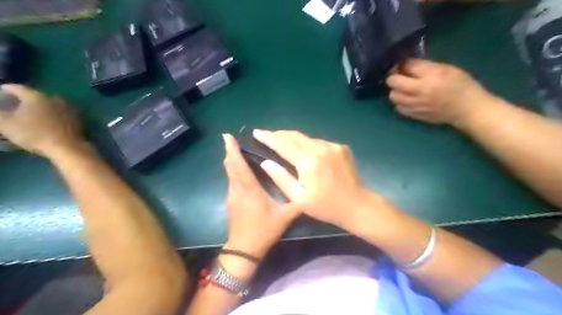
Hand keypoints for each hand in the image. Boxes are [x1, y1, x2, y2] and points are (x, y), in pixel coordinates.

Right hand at [0, 84, 82, 157]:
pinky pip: (62, 113)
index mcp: (36, 96)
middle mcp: (55, 98)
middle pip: (36, 96)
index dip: (6, 90)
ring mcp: (70, 108)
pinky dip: (55, 115)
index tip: (0, 92)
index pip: (17, 88)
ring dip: (42, 107)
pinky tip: (50, 122)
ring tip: (32, 114)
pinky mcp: (79, 118)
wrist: (68, 147)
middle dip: (25, 99)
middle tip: (15, 105)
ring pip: (51, 104)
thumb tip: (0, 110)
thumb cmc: (34, 134)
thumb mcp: (5, 123)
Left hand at [222, 133, 299, 257]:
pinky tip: (241, 170)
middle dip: (230, 151)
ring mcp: (231, 195)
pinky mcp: (230, 201)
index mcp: (249, 190)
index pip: (239, 166)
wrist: (244, 249)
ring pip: (229, 173)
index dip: (233, 150)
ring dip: (231, 160)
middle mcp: (237, 189)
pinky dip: (233, 170)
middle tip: (232, 139)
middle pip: (230, 166)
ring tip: (237, 150)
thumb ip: (296, 202)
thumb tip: (307, 190)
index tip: (227, 136)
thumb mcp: (285, 217)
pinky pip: (231, 180)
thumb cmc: (264, 230)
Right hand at [252, 130, 371, 229]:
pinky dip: (308, 144)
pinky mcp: (341, 147)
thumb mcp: (299, 198)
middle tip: (267, 136)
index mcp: (309, 161)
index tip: (257, 132)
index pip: (283, 144)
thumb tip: (266, 162)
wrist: (358, 205)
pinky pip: (319, 142)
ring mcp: (333, 146)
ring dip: (293, 140)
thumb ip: (281, 178)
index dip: (268, 137)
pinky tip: (305, 152)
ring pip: (307, 138)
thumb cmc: (326, 206)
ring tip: (283, 144)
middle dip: (279, 135)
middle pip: (295, 136)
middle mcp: (321, 148)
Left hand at [385, 59, 492, 124]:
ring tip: (404, 89)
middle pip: (393, 82)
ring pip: (393, 96)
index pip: (407, 66)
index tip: (402, 64)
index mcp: (430, 77)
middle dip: (394, 77)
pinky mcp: (413, 115)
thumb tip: (406, 64)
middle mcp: (419, 92)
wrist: (467, 109)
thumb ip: (425, 66)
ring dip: (395, 91)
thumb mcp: (446, 69)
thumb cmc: (460, 85)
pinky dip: (400, 102)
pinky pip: (398, 108)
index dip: (402, 63)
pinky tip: (407, 100)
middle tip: (400, 76)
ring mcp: (414, 105)